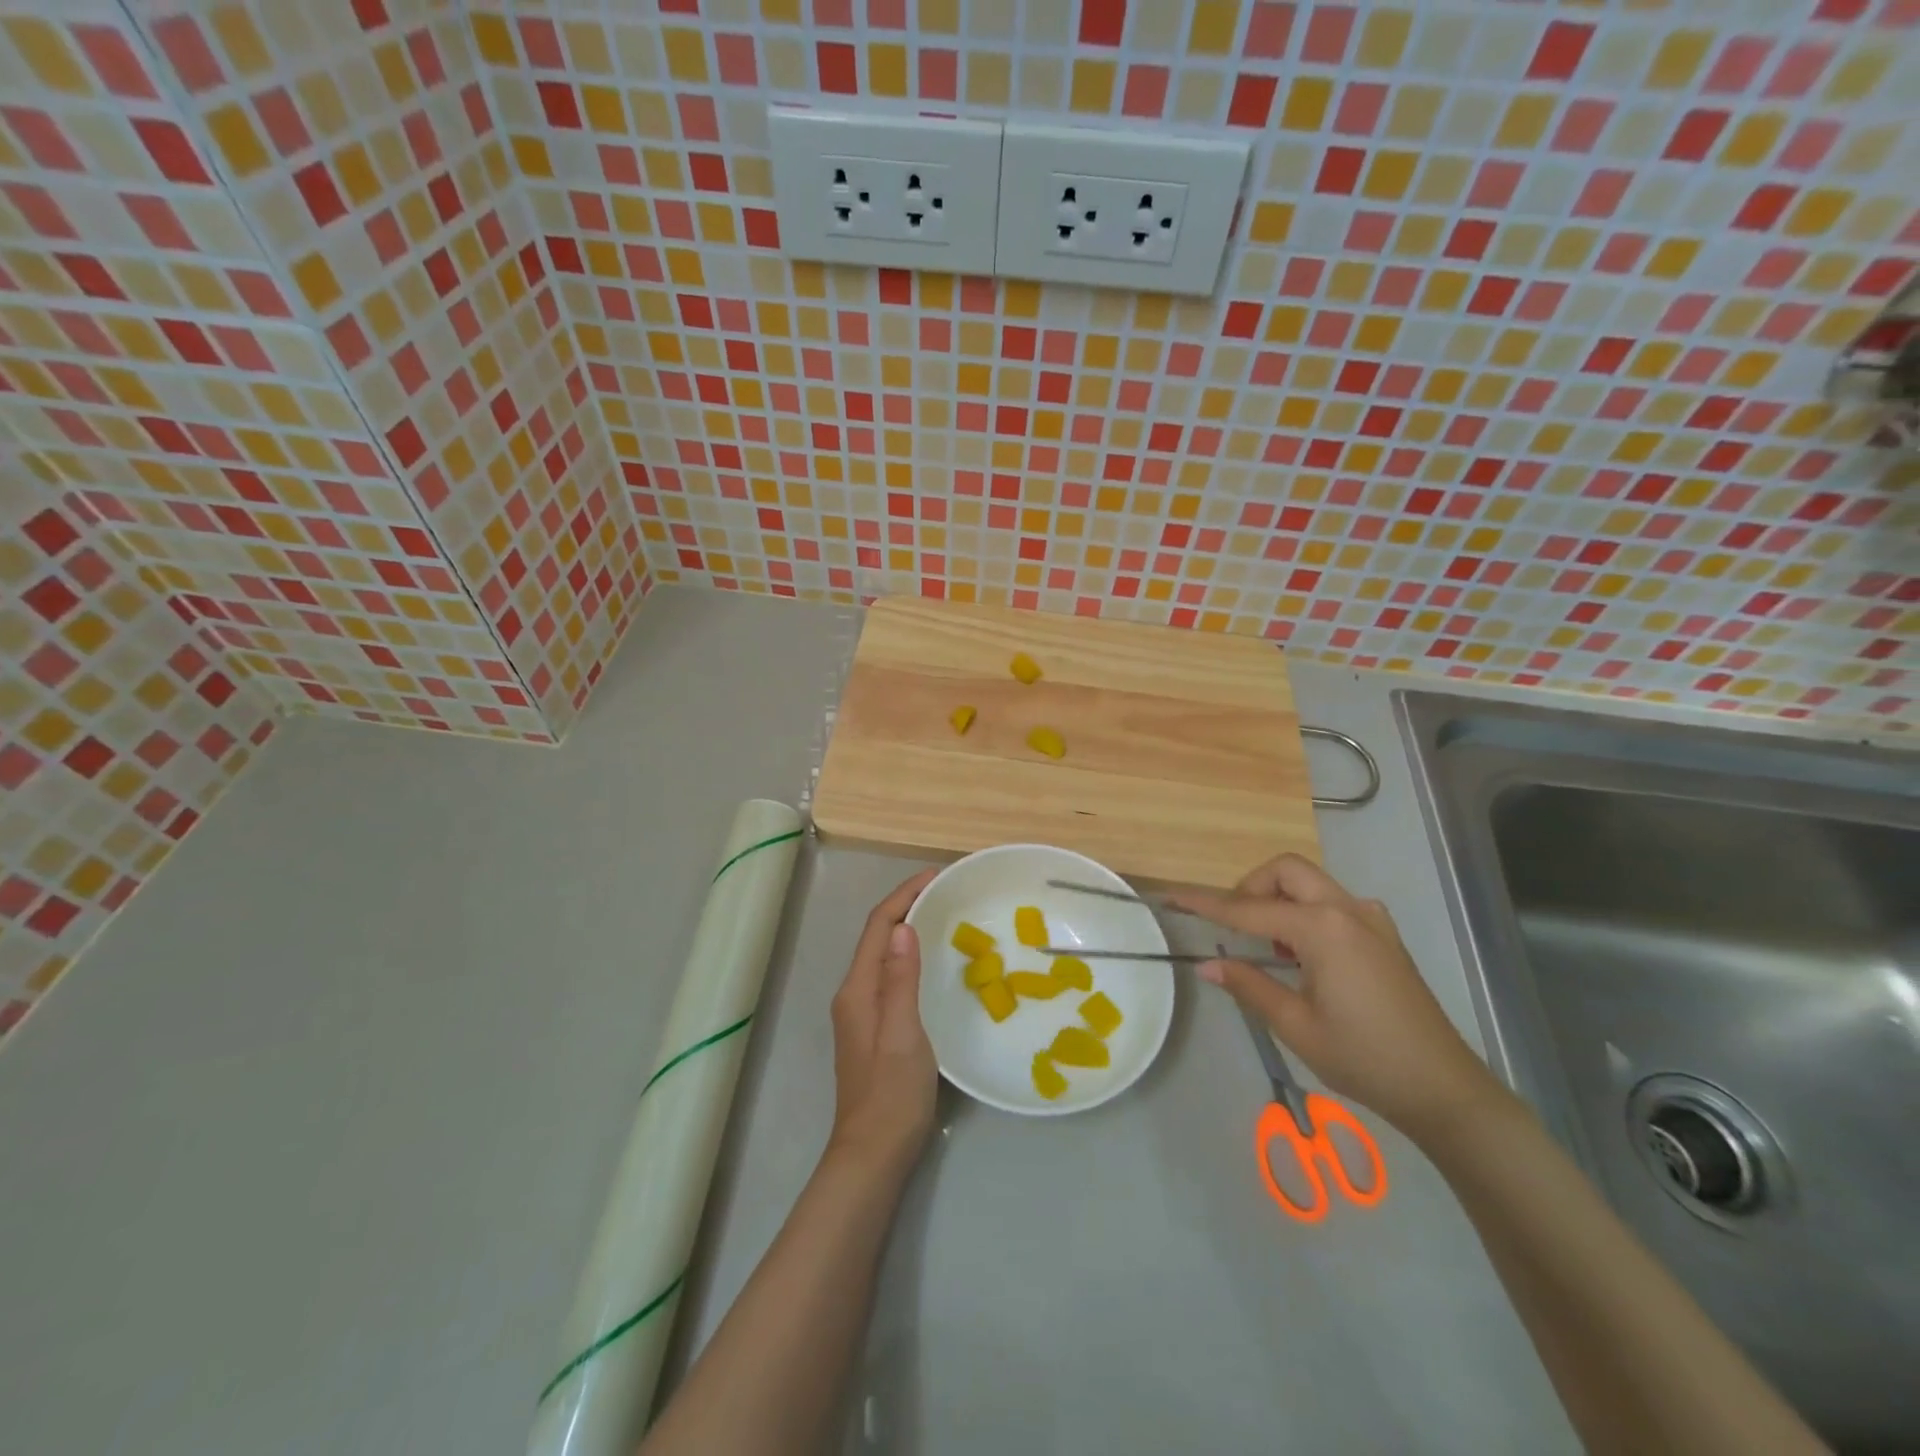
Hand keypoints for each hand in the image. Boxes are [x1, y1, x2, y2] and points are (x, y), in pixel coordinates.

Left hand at [825, 868, 941, 1176]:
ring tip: (944, 917)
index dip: (904, 896)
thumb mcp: (903, 1033)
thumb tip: (904, 928)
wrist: (873, 1154)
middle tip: (946, 893)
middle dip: (907, 907)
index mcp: (858, 989)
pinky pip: (891, 976)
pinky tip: (933, 964)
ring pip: (884, 956)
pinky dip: (910, 957)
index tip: (936, 877)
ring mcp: (862, 1013)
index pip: (878, 927)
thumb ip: (901, 980)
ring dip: (908, 930)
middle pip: (878, 937)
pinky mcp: (874, 1029)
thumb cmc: (892, 1094)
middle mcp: (855, 994)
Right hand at [1173, 854, 1502, 1138]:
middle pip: (1286, 871)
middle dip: (1251, 886)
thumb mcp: (1296, 1025)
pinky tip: (1301, 953)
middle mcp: (1347, 910)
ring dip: (1279, 897)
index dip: (1207, 904)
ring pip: (1311, 881)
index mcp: (1323, 929)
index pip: (1249, 909)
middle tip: (1233, 924)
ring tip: (1265, 944)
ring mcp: (1370, 919)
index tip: (1173, 895)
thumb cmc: (1364, 1058)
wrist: (1443, 1088)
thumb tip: (1207, 964)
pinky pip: (1332, 903)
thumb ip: (1249, 984)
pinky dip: (1305, 911)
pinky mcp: (1382, 935)